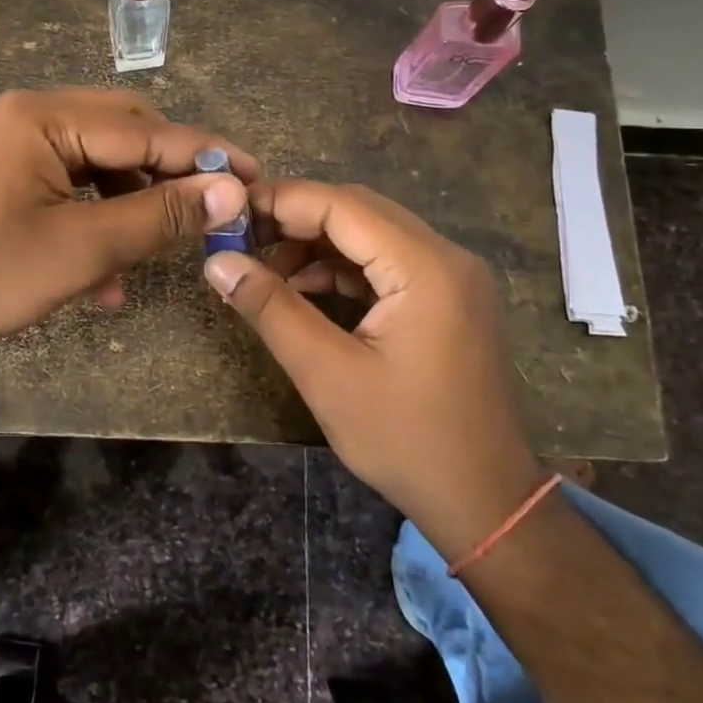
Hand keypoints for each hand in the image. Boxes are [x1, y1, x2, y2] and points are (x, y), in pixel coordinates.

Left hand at [0, 88, 254, 377]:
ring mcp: (9, 141)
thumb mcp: (82, 250)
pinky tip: (105, 275)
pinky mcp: (2, 171)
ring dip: (130, 204)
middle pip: (120, 133)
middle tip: (210, 211)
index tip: (252, 175)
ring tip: (153, 253)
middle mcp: (24, 113)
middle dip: (165, 175)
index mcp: (39, 116)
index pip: (142, 129)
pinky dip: (93, 216)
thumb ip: (160, 216)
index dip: (202, 155)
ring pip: (96, 161)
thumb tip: (229, 193)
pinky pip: (66, 182)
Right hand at [201, 180, 543, 561]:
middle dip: (296, 219)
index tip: (229, 213)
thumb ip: (271, 309)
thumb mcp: (327, 375)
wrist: (486, 501)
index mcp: (425, 268)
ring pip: (372, 234)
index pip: (342, 205)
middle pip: (359, 211)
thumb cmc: (406, 441)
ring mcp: (453, 277)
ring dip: (317, 243)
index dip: (281, 201)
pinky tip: (305, 289)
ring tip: (266, 269)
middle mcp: (446, 257)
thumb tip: (217, 262)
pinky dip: (343, 267)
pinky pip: (387, 262)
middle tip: (242, 238)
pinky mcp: (448, 298)